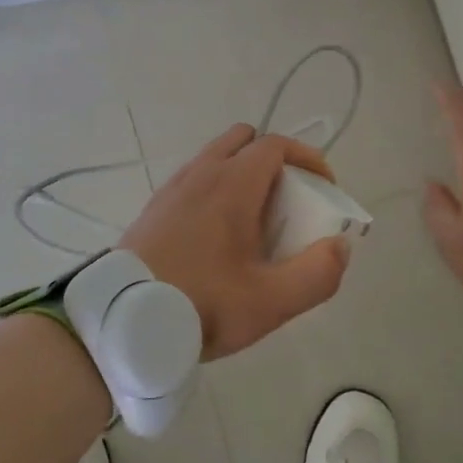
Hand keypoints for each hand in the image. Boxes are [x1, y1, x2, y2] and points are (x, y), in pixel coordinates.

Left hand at [120, 124, 351, 360]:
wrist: (122, 323)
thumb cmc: (201, 305)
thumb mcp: (271, 302)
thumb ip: (317, 274)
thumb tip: (339, 246)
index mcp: (232, 184)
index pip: (276, 145)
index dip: (307, 158)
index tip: (324, 187)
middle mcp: (201, 174)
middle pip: (244, 140)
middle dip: (274, 159)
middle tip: (287, 199)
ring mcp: (173, 188)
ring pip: (215, 157)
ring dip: (242, 173)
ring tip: (254, 218)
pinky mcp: (154, 208)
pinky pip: (193, 179)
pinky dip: (215, 188)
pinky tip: (217, 232)